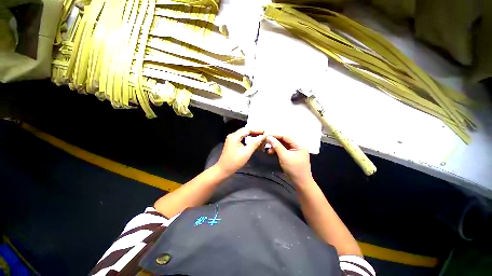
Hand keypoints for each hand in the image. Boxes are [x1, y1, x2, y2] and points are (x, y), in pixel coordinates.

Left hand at [215, 128, 265, 174]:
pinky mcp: (232, 143)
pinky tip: (253, 142)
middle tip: (264, 135)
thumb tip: (263, 136)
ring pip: (243, 134)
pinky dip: (248, 139)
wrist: (223, 169)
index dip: (257, 130)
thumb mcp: (247, 152)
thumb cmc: (235, 161)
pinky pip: (241, 138)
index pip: (247, 129)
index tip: (265, 132)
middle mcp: (232, 135)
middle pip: (245, 131)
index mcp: (234, 136)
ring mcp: (231, 139)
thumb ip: (255, 143)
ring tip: (260, 138)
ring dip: (251, 136)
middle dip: (255, 132)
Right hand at [266, 135, 312, 184]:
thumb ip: (277, 146)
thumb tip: (269, 137)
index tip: (267, 135)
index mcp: (299, 144)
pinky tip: (272, 152)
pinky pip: (283, 149)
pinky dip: (277, 150)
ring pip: (283, 144)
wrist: (301, 182)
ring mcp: (295, 150)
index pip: (286, 136)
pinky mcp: (292, 154)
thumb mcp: (284, 156)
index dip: (276, 135)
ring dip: (275, 146)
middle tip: (266, 142)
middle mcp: (298, 145)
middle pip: (284, 139)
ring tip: (269, 150)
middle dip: (275, 141)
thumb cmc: (294, 169)